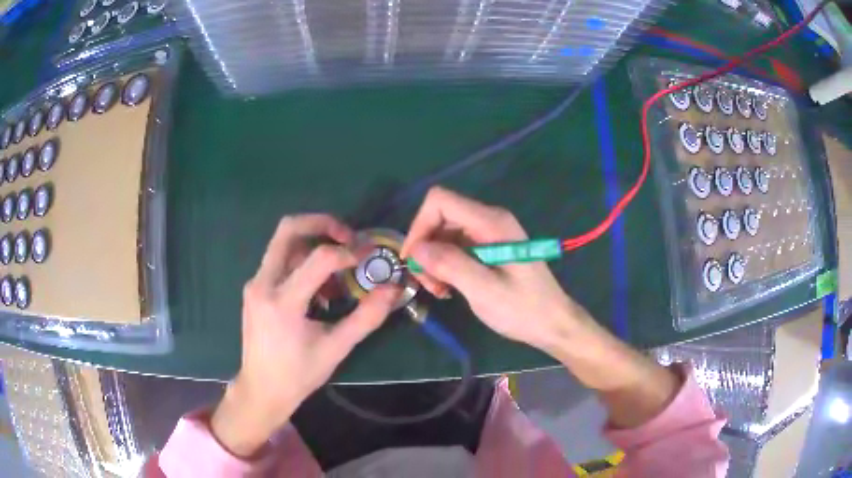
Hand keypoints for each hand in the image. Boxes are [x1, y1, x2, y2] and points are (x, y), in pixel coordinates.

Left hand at [211, 214, 398, 456]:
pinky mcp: (255, 288)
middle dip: (321, 223)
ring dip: (313, 243)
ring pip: (283, 243)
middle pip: (288, 230)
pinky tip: (319, 287)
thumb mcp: (336, 348)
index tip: (370, 256)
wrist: (261, 390)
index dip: (350, 252)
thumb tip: (392, 289)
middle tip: (348, 236)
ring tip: (337, 270)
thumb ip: (366, 317)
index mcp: (282, 302)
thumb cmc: (298, 374)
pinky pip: (279, 260)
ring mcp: (255, 284)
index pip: (319, 258)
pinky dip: (302, 260)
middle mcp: (262, 284)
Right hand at [400, 187, 593, 355]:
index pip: (440, 201)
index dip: (419, 225)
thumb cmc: (523, 309)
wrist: (552, 323)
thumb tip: (416, 249)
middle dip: (426, 248)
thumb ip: (450, 265)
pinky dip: (446, 265)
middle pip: (440, 217)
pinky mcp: (489, 248)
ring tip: (439, 290)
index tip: (414, 260)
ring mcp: (490, 234)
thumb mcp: (484, 290)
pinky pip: (456, 247)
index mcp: (491, 222)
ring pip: (445, 234)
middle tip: (427, 283)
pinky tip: (449, 288)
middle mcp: (489, 220)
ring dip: (434, 260)